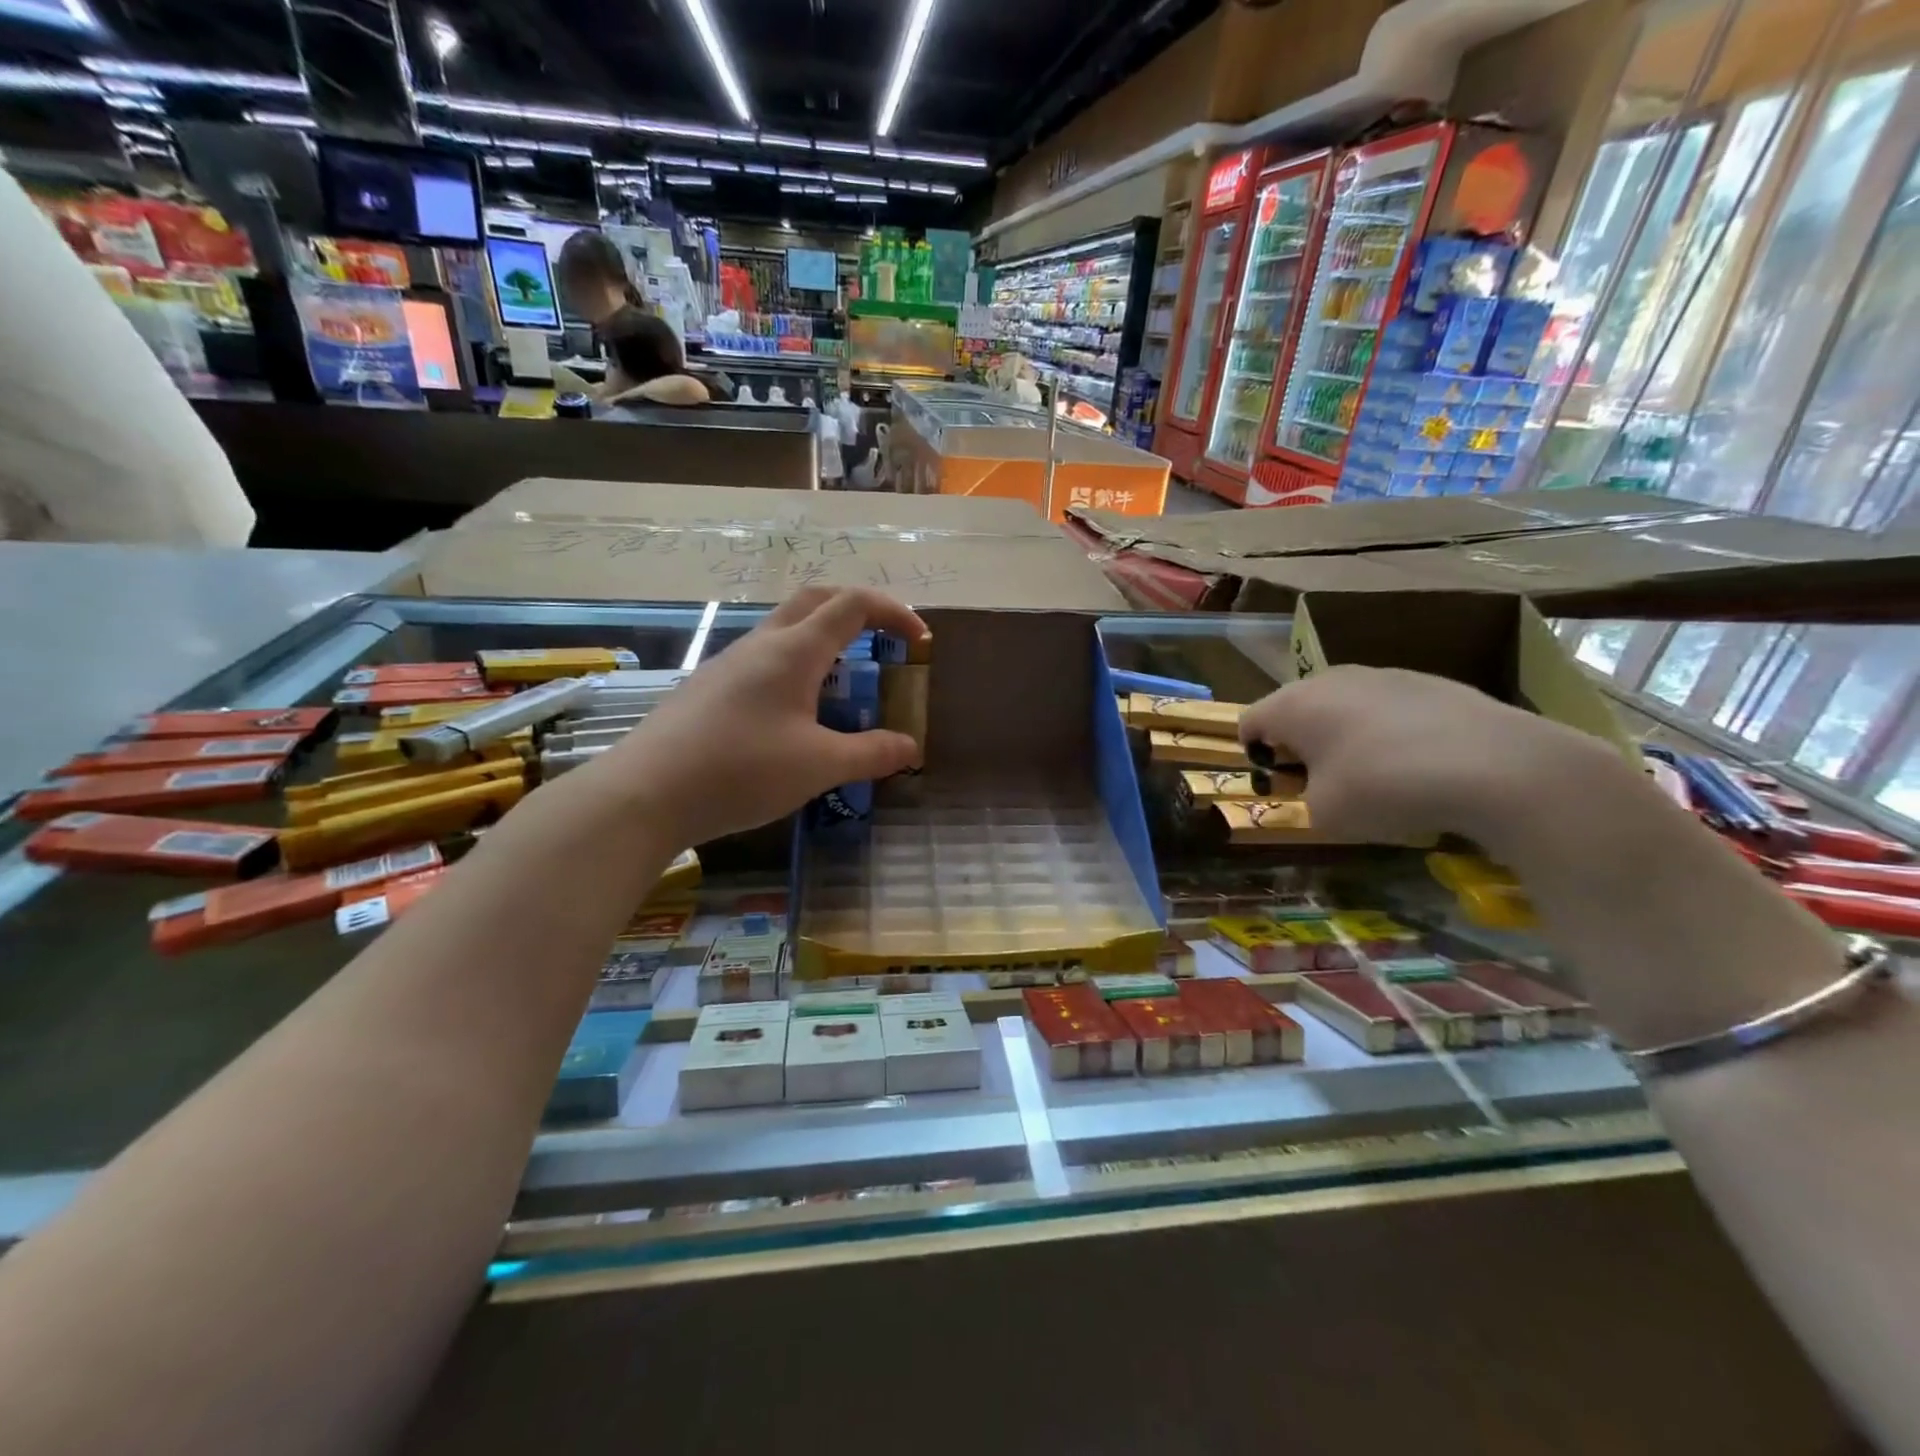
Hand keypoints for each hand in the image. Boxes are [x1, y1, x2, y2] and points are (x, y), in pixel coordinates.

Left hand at [596, 587, 927, 845]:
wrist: (645, 793)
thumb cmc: (741, 771)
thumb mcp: (819, 766)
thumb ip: (871, 754)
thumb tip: (910, 747)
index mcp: (794, 650)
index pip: (853, 605)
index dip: (894, 614)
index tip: (920, 641)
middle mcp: (762, 643)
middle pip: (816, 600)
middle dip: (858, 610)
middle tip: (884, 641)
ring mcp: (730, 663)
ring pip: (786, 628)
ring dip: (825, 639)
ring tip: (846, 681)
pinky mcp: (710, 687)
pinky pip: (764, 658)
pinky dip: (797, 665)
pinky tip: (796, 711)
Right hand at [1237, 665, 1621, 849]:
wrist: (1497, 768)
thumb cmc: (1385, 789)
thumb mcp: (1324, 814)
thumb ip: (1305, 797)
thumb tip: (1322, 786)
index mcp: (1294, 704)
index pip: (1248, 722)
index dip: (1254, 755)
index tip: (1280, 786)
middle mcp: (1331, 679)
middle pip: (1295, 709)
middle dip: (1299, 744)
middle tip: (1321, 783)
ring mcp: (1384, 676)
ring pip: (1343, 706)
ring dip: (1344, 737)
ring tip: (1375, 776)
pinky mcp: (1430, 683)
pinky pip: (1388, 709)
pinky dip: (1388, 734)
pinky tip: (1418, 766)